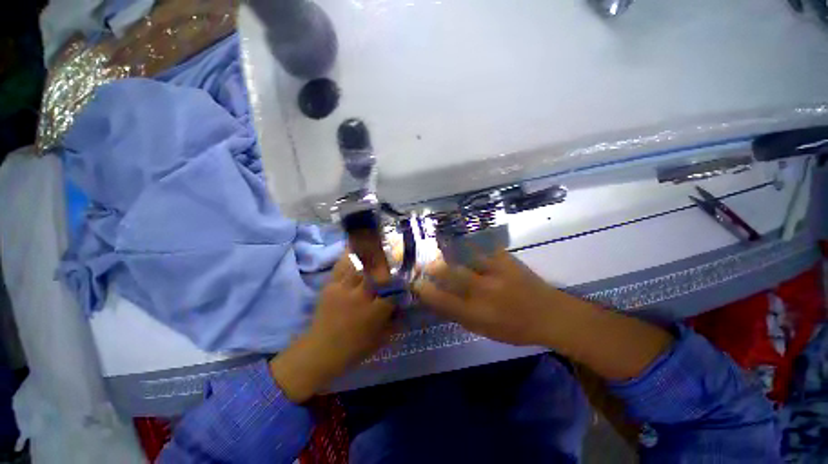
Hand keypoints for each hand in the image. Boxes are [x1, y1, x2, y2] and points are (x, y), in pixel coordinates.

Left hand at [270, 253, 394, 401]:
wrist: (320, 351)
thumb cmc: (354, 349)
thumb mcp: (381, 339)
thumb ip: (395, 322)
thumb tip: (404, 307)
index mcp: (375, 311)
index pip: (393, 289)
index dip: (399, 283)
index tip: (402, 281)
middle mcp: (361, 296)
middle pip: (377, 272)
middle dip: (384, 267)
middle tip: (387, 264)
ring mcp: (344, 289)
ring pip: (360, 266)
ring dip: (368, 260)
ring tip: (372, 253)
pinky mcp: (331, 286)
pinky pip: (342, 267)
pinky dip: (349, 259)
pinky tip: (354, 253)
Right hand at [413, 249, 580, 346]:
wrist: (550, 314)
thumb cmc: (514, 328)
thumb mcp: (483, 330)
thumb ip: (458, 315)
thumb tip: (437, 300)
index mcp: (477, 313)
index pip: (441, 300)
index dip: (424, 290)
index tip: (416, 283)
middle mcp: (483, 291)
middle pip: (449, 273)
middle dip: (433, 267)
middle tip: (426, 264)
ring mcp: (495, 272)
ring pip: (463, 256)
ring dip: (449, 253)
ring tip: (441, 251)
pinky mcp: (506, 259)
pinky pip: (482, 246)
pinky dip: (470, 244)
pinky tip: (464, 243)